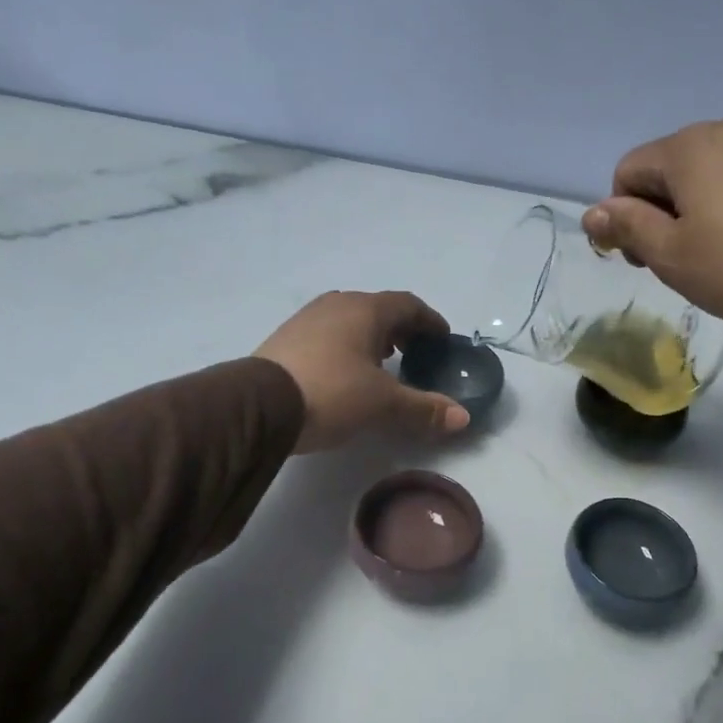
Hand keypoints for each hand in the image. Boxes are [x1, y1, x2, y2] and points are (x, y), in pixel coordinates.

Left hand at [255, 291, 471, 452]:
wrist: (259, 406)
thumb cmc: (332, 393)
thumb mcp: (383, 404)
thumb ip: (424, 408)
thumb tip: (463, 417)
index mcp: (365, 310)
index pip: (408, 304)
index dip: (430, 321)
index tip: (442, 338)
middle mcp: (337, 304)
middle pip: (378, 309)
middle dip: (400, 329)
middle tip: (414, 353)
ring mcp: (307, 319)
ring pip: (350, 320)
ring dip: (371, 337)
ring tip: (382, 363)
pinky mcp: (286, 338)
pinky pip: (328, 333)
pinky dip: (346, 345)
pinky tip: (345, 372)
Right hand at [582, 117, 722, 359]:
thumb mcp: (673, 259)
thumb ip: (627, 228)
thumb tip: (593, 212)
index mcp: (689, 148)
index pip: (629, 172)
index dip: (626, 217)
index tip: (649, 258)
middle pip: (681, 164)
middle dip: (674, 206)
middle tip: (696, 259)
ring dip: (722, 198)